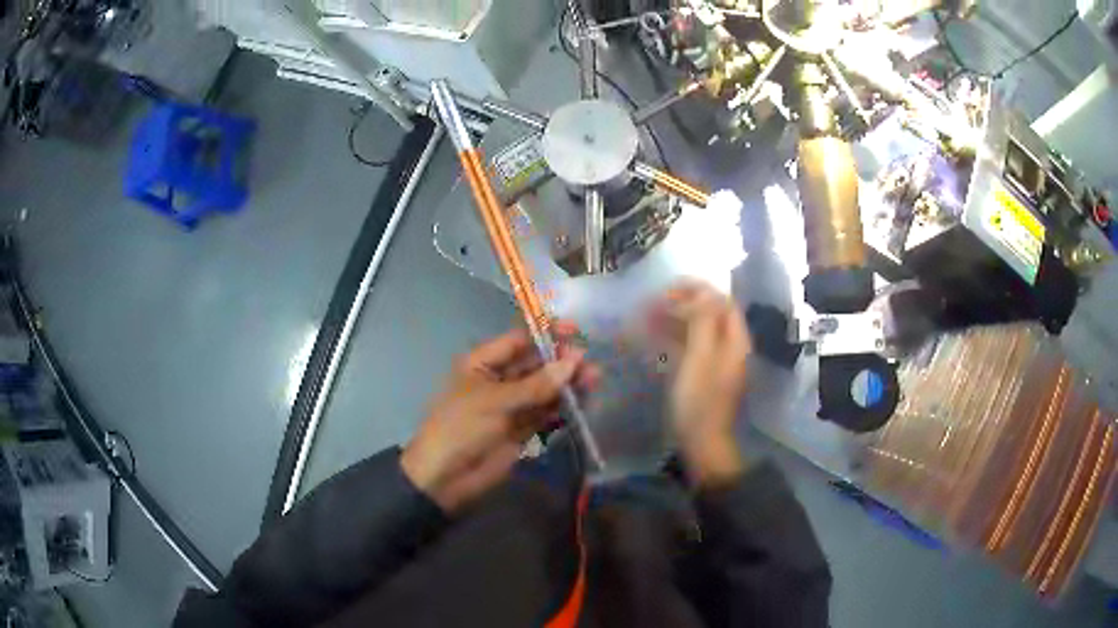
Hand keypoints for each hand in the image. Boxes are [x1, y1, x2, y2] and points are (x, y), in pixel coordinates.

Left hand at [401, 324, 595, 512]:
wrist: (446, 477)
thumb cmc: (462, 427)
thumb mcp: (495, 402)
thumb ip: (536, 385)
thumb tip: (573, 362)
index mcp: (482, 364)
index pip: (518, 341)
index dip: (545, 335)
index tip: (574, 331)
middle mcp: (498, 380)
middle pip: (535, 365)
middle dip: (561, 362)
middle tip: (589, 363)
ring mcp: (511, 406)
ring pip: (544, 389)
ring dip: (566, 385)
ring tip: (594, 380)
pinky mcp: (522, 429)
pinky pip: (546, 413)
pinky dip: (563, 408)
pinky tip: (583, 403)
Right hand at [651, 282, 751, 486]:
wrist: (701, 442)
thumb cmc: (700, 399)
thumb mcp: (701, 356)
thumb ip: (704, 321)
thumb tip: (703, 291)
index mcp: (735, 340)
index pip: (722, 301)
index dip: (698, 290)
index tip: (669, 287)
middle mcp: (729, 346)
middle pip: (709, 314)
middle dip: (682, 303)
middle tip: (653, 302)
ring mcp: (715, 361)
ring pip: (696, 330)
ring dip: (674, 320)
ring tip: (647, 317)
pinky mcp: (702, 375)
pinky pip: (688, 347)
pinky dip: (672, 338)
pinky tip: (652, 338)